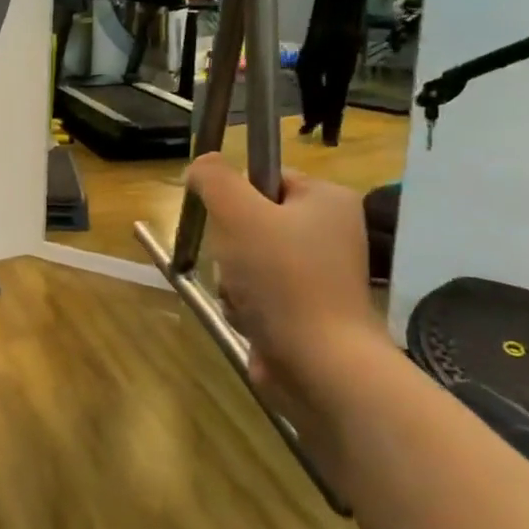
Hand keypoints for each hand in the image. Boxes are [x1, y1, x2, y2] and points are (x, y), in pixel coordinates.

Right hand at [183, 157, 385, 407]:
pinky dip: (245, 304)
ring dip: (231, 278)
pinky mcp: (304, 310)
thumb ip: (214, 178)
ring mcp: (317, 275)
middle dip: (229, 246)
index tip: (223, 219)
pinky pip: (256, 292)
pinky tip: (251, 319)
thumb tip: (200, 164)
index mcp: (326, 200)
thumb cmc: (282, 278)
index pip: (264, 176)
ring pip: (246, 259)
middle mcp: (328, 232)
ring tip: (244, 297)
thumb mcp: (238, 213)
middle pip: (251, 221)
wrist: (320, 364)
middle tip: (234, 262)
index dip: (235, 196)